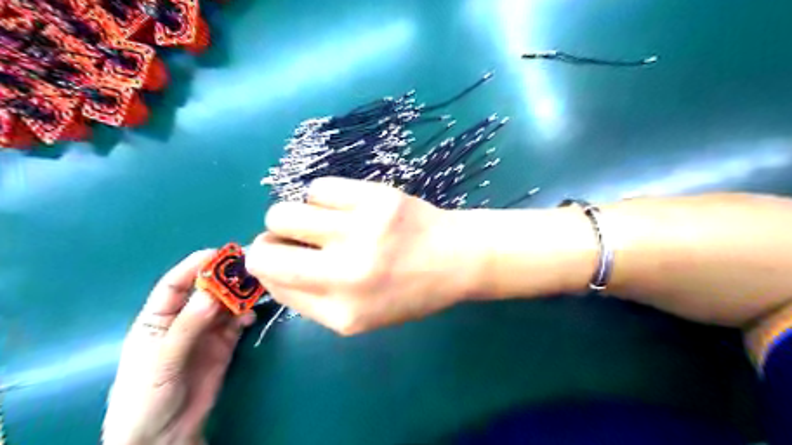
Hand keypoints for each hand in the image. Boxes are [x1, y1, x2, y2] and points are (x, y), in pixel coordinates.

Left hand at [101, 250, 254, 444]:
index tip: (220, 254)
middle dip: (226, 278)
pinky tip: (251, 316)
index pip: (175, 284)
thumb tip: (213, 294)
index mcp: (158, 318)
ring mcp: (206, 331)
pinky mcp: (225, 343)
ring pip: (226, 304)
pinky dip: (246, 314)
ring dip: (241, 295)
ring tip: (257, 289)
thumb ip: (187, 327)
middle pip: (207, 290)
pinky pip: (238, 321)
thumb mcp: (161, 361)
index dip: (195, 266)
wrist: (164, 436)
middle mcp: (184, 319)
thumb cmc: (146, 397)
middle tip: (249, 268)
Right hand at [247, 176, 482, 334]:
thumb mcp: (360, 316)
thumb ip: (309, 299)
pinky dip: (323, 198)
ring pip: (285, 212)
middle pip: (265, 248)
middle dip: (269, 242)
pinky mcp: (377, 197)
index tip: (279, 258)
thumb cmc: (409, 292)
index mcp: (343, 311)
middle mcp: (348, 273)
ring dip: (294, 217)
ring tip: (323, 222)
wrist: (457, 258)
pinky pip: (319, 188)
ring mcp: (363, 231)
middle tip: (294, 239)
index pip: (272, 281)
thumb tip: (267, 266)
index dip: (267, 266)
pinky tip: (345, 207)